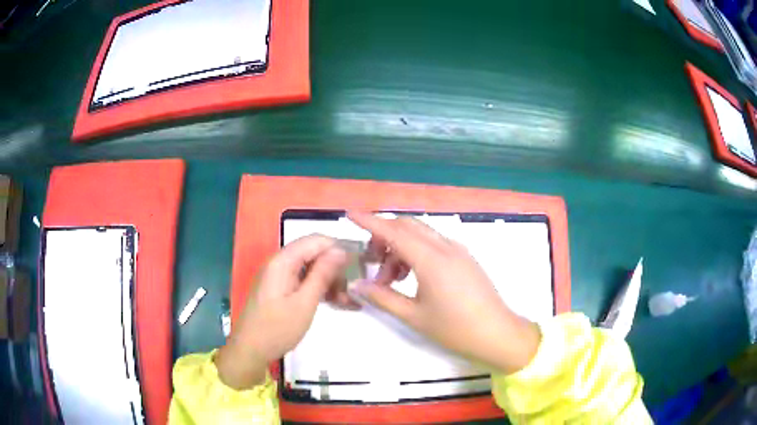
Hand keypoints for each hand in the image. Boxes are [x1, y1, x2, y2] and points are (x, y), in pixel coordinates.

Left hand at [215, 235, 347, 388]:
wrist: (250, 350)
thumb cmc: (277, 329)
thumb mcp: (304, 303)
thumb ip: (322, 275)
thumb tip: (340, 250)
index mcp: (282, 262)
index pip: (315, 240)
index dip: (337, 248)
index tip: (357, 266)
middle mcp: (278, 263)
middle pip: (312, 253)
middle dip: (334, 267)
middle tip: (351, 290)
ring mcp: (278, 276)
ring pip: (309, 268)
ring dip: (328, 280)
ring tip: (346, 300)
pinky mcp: (279, 288)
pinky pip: (302, 280)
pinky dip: (317, 288)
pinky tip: (333, 302)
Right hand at [349, 212, 540, 374]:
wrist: (497, 334)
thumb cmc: (454, 329)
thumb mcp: (413, 316)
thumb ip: (382, 297)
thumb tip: (356, 285)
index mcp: (431, 259)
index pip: (393, 232)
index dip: (370, 221)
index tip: (350, 214)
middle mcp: (445, 247)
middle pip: (407, 226)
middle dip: (384, 236)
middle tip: (372, 262)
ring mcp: (458, 250)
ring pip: (421, 234)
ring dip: (401, 246)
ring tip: (392, 278)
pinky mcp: (465, 258)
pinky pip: (435, 243)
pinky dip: (417, 250)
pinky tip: (413, 276)